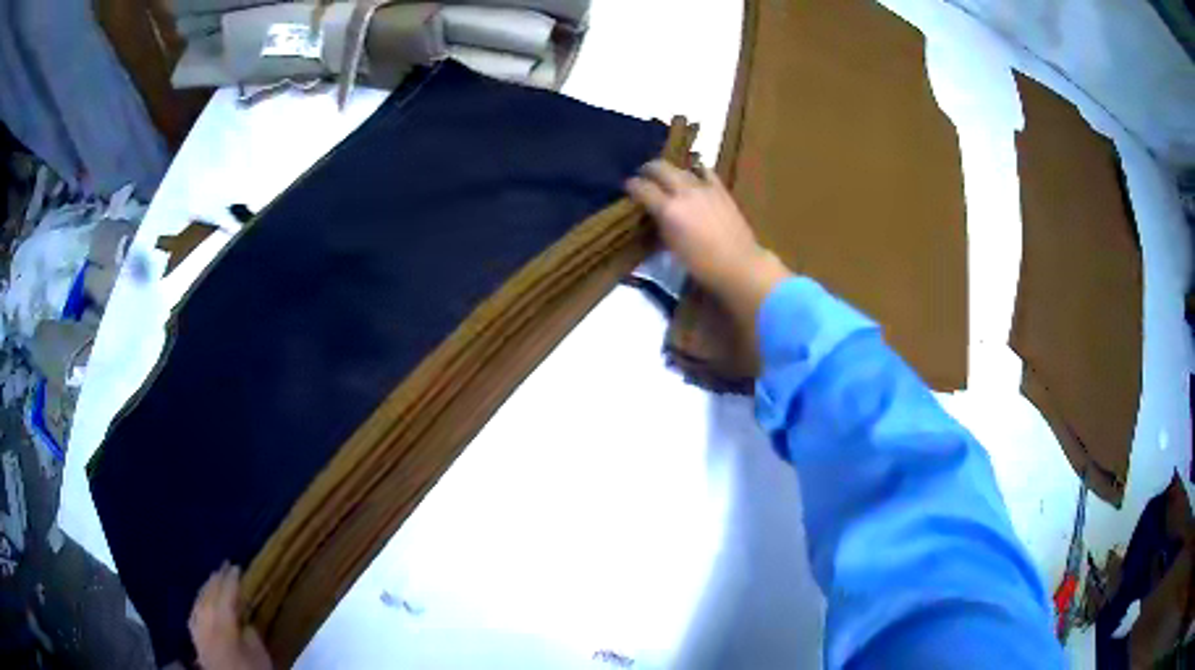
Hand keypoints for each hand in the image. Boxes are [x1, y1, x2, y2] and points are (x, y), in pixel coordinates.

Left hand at [189, 563, 271, 669]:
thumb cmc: (249, 668)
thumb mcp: (258, 651)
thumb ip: (249, 630)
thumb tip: (243, 618)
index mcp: (222, 617)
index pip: (227, 591)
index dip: (232, 578)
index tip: (237, 565)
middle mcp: (205, 616)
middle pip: (210, 592)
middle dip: (217, 579)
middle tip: (224, 566)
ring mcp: (197, 624)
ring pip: (200, 599)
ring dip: (207, 588)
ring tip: (213, 579)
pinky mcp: (194, 634)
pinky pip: (195, 610)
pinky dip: (199, 601)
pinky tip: (201, 601)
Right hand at [626, 161, 789, 324]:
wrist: (738, 264)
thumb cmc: (701, 264)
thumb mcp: (671, 246)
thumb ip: (660, 224)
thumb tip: (653, 214)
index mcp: (668, 209)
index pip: (642, 188)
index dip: (632, 186)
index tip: (628, 187)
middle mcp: (683, 192)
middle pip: (660, 168)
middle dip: (648, 170)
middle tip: (643, 176)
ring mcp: (704, 188)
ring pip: (681, 168)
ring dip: (670, 171)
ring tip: (667, 178)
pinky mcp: (720, 189)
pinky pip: (705, 172)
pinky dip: (696, 171)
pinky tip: (694, 176)